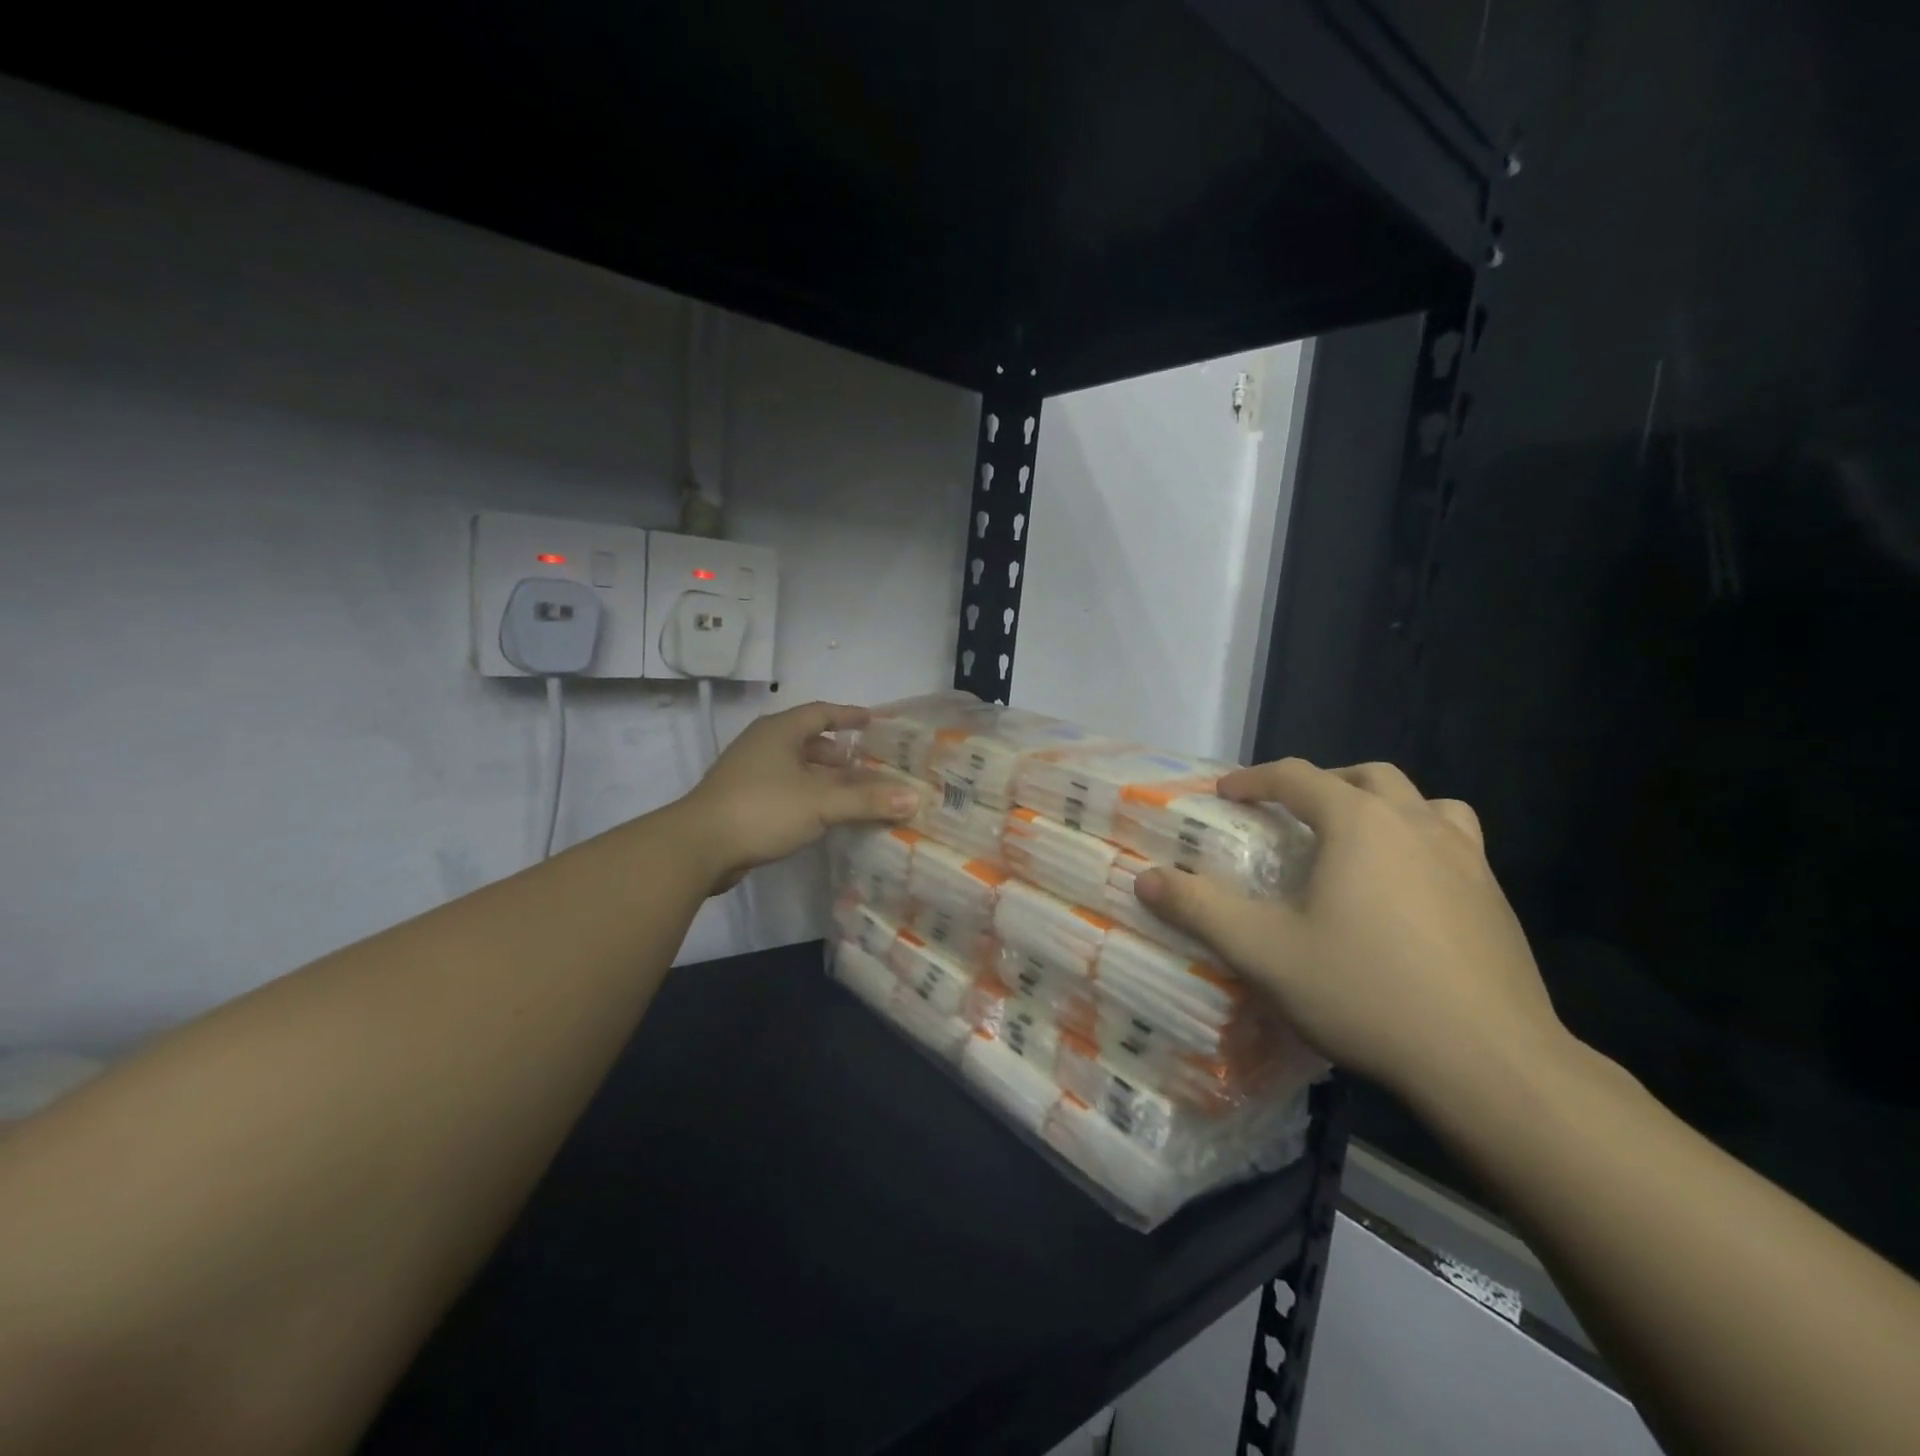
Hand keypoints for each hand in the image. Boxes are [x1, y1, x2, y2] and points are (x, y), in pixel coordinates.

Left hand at [675, 701, 918, 893]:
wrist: (698, 846)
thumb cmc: (763, 809)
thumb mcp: (822, 803)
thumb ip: (868, 801)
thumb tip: (914, 798)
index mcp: (780, 731)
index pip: (821, 712)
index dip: (848, 715)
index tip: (872, 721)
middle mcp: (763, 744)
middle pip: (809, 740)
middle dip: (840, 753)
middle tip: (870, 766)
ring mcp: (748, 773)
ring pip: (796, 767)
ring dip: (824, 777)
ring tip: (853, 793)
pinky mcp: (742, 800)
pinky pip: (785, 788)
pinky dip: (808, 795)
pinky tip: (823, 815)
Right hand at [1135, 759, 1569, 1109]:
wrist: (1491, 1063)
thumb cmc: (1367, 993)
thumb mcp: (1264, 953)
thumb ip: (1200, 910)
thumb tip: (1145, 879)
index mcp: (1359, 823)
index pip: (1296, 776)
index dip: (1253, 779)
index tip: (1224, 794)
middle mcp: (1415, 823)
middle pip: (1365, 776)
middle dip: (1320, 784)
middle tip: (1291, 816)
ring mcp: (1466, 858)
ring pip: (1422, 802)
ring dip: (1381, 805)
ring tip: (1355, 841)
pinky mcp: (1496, 897)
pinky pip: (1454, 841)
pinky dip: (1421, 841)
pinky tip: (1406, 891)